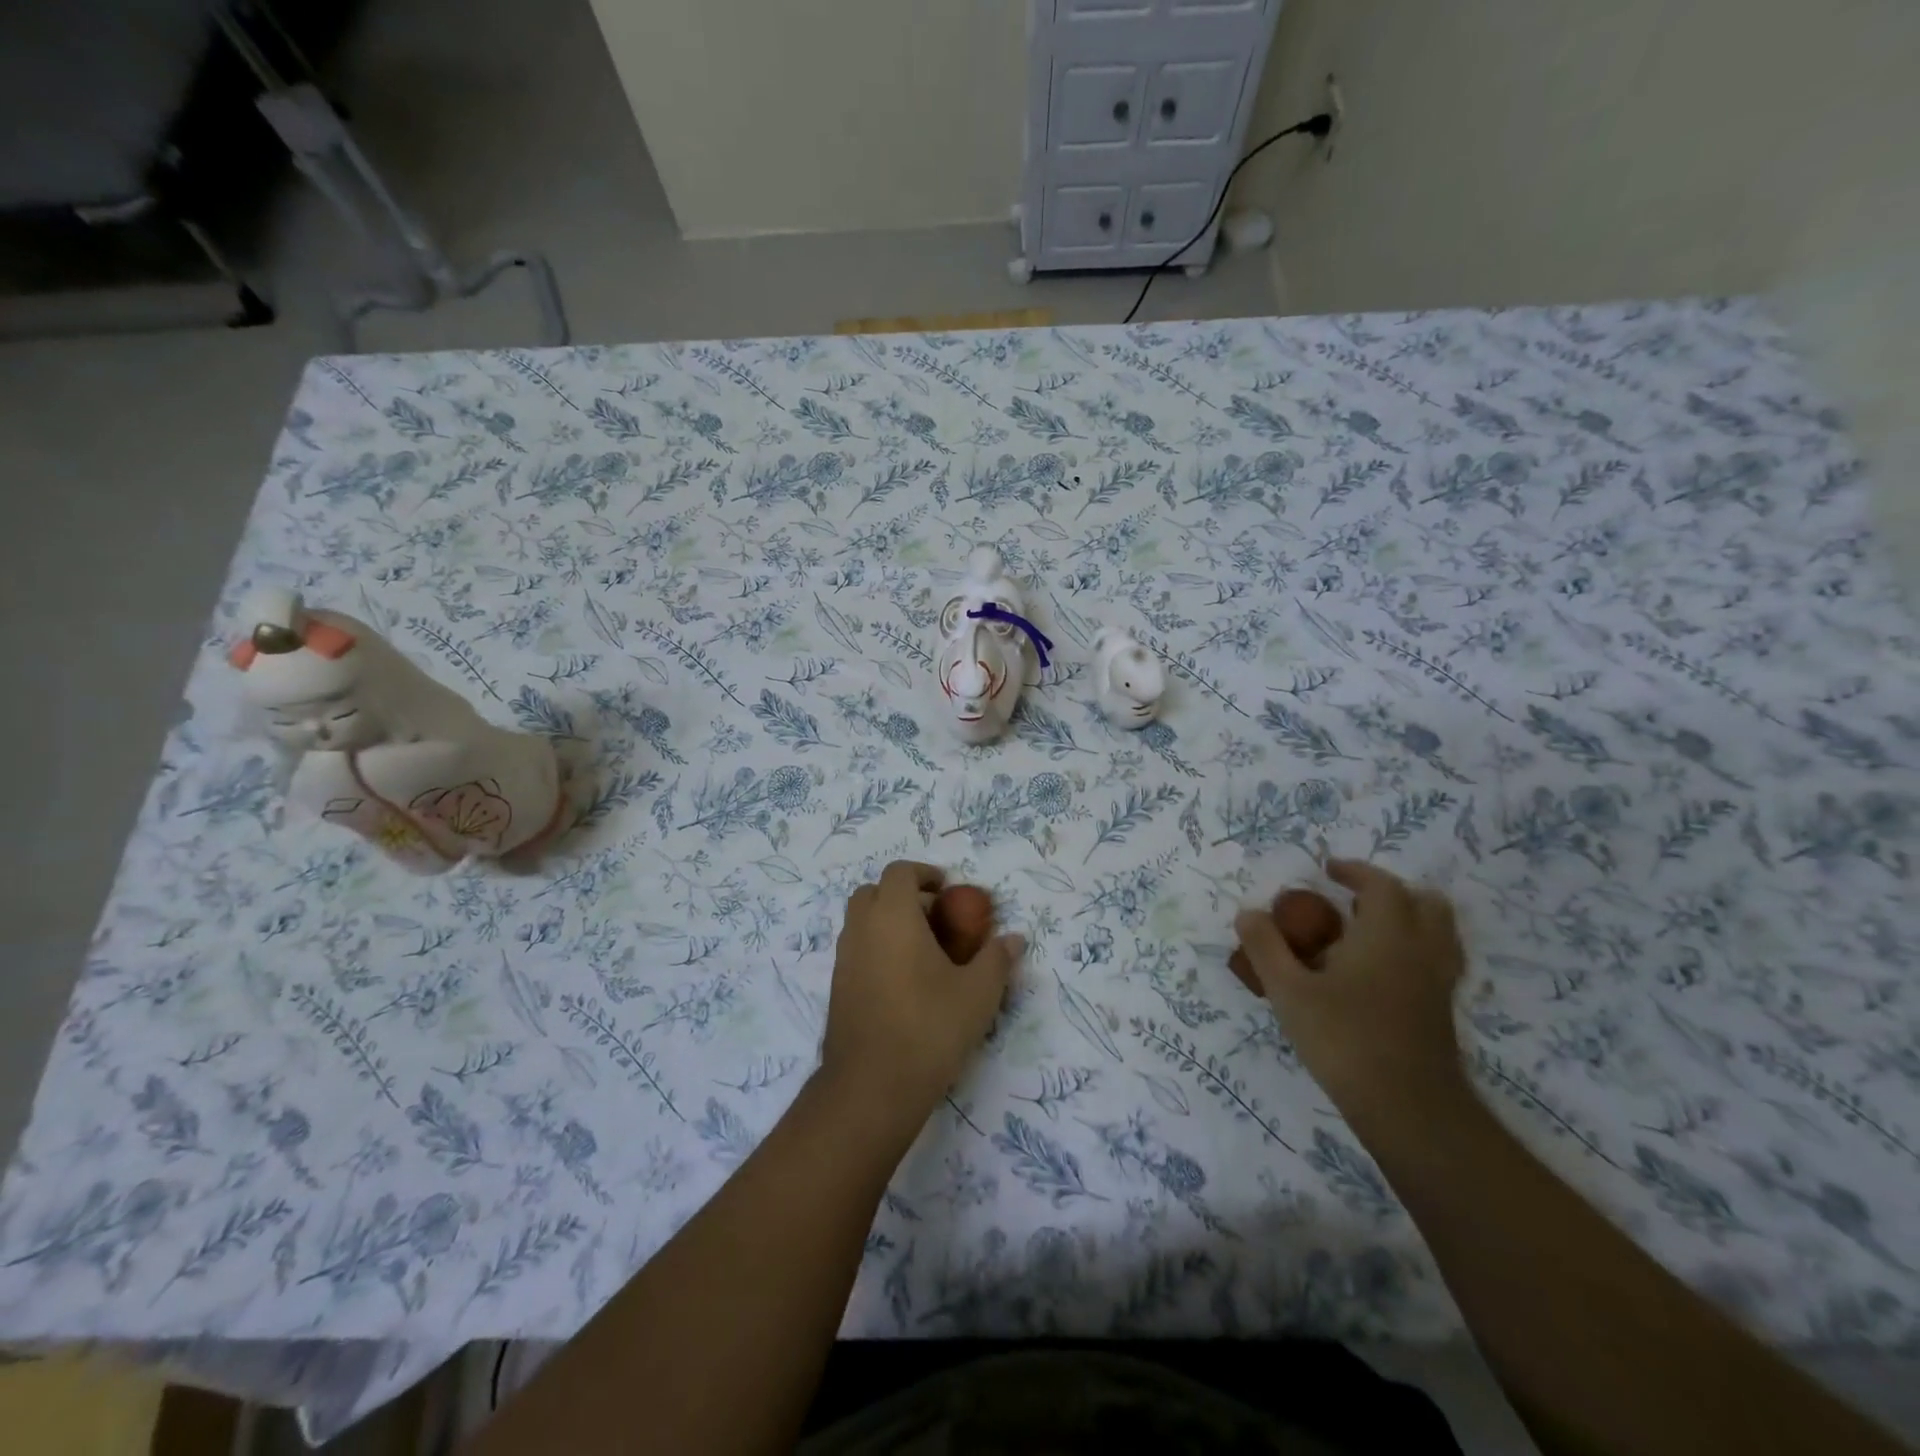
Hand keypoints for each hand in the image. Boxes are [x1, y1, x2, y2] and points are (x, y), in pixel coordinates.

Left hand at [820, 861, 1023, 1128]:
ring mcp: (843, 959)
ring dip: (888, 922)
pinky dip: (877, 949)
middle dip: (903, 895)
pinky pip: (856, 950)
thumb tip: (1015, 938)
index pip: (899, 873)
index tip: (947, 889)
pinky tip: (904, 982)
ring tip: (923, 951)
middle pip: (874, 892)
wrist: (871, 1087)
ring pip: (861, 922)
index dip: (924, 874)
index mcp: (893, 917)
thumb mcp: (978, 993)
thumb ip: (997, 959)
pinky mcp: (837, 988)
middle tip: (935, 917)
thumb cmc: (929, 1028)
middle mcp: (861, 929)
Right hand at [1234, 859, 1465, 1122]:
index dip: (1356, 871)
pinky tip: (1379, 973)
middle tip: (1352, 901)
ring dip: (1407, 919)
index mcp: (1387, 934)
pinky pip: (1436, 960)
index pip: (1381, 885)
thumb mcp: (1288, 991)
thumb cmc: (1344, 1039)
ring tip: (1367, 933)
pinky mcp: (1442, 1010)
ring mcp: (1438, 981)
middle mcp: (1421, 948)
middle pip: (1424, 902)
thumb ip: (1266, 947)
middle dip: (1390, 892)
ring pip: (1438, 932)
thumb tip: (1248, 913)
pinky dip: (1413, 950)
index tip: (1329, 870)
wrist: (1408, 1108)